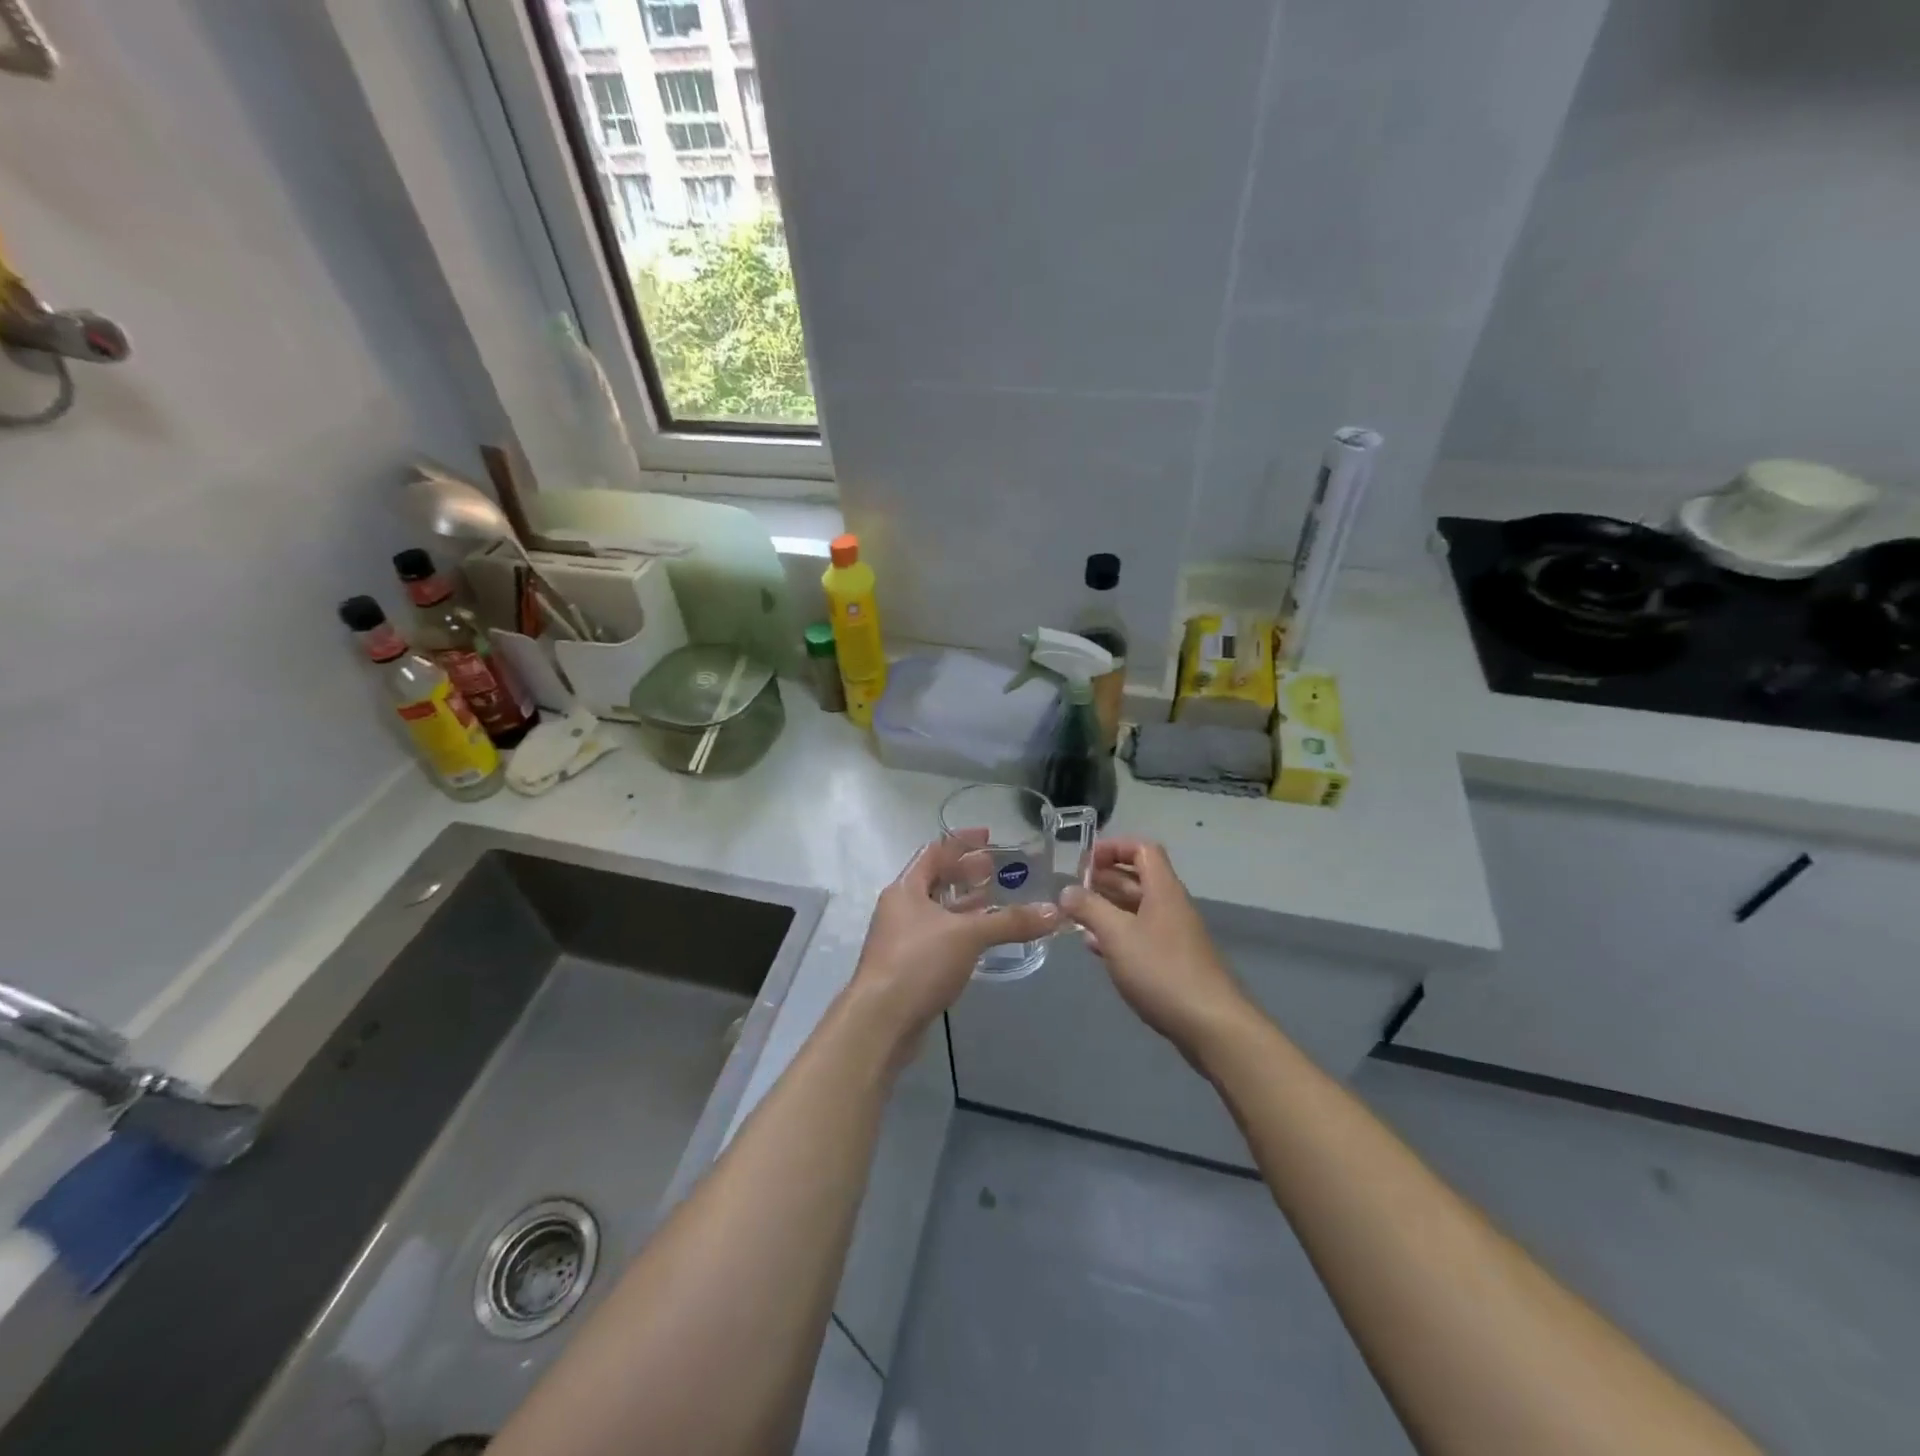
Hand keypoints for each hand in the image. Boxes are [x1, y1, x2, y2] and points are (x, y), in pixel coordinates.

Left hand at [844, 832, 1060, 1062]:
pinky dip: (960, 930)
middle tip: (997, 869)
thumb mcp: (968, 935)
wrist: (881, 1021)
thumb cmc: (918, 963)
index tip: (988, 836)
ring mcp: (901, 938)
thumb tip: (1055, 913)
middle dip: (964, 873)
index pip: (933, 852)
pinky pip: (938, 936)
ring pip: (937, 910)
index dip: (960, 842)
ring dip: (963, 904)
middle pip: (934, 880)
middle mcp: (900, 908)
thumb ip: (1010, 922)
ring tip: (995, 899)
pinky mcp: (908, 966)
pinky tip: (981, 938)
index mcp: (905, 889)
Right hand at [1062, 838, 1251, 1059]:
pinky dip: (1117, 934)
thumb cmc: (1162, 970)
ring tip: (1076, 915)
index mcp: (1163, 890)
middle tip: (1073, 889)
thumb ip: (1089, 909)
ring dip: (1108, 907)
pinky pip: (1140, 935)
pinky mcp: (1172, 962)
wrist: (1210, 1024)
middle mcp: (1170, 906)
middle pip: (1138, 879)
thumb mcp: (1117, 935)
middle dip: (1105, 878)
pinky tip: (1095, 947)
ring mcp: (1173, 935)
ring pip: (1137, 909)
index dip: (1114, 847)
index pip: (1142, 850)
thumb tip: (1067, 890)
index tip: (1084, 860)